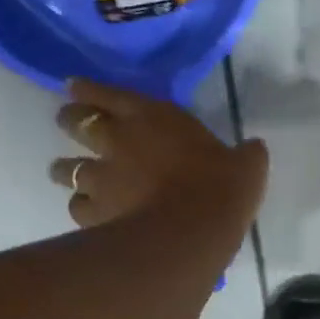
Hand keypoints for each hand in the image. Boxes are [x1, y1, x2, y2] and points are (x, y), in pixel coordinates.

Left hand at [52, 79, 268, 244]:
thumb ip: (246, 154)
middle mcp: (117, 140)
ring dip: (66, 169)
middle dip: (71, 121)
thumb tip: (254, 148)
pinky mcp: (94, 213)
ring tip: (69, 173)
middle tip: (71, 123)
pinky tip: (90, 214)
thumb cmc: (221, 188)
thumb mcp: (247, 165)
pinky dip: (82, 208)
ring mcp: (100, 178)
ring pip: (65, 168)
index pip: (108, 93)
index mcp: (152, 116)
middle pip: (76, 122)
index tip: (73, 87)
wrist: (192, 231)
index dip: (88, 89)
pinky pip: (77, 207)